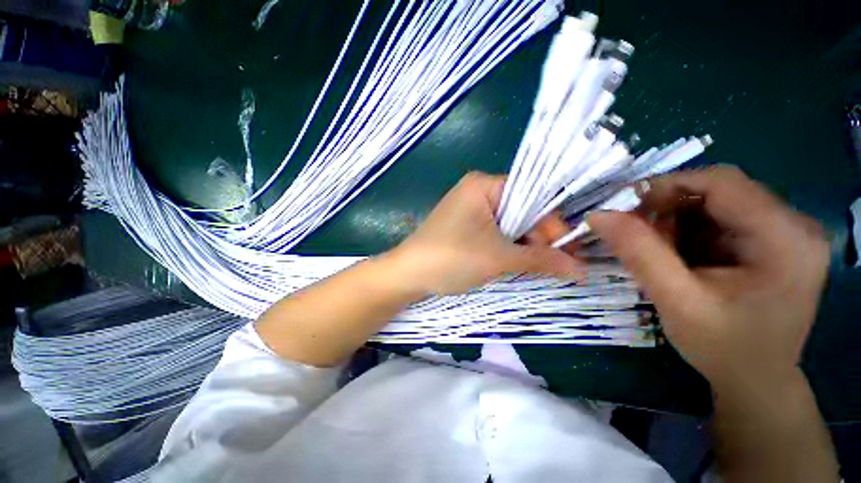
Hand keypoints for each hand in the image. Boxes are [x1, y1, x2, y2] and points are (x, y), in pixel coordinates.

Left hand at [387, 172, 580, 295]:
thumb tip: (582, 270)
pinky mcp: (465, 226)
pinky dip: (507, 248)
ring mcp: (470, 210)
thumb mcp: (498, 258)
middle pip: (521, 211)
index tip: (567, 251)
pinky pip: (495, 233)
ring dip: (524, 246)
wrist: (407, 275)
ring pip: (509, 225)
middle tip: (555, 265)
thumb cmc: (451, 258)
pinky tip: (516, 263)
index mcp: (484, 185)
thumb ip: (540, 260)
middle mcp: (478, 191)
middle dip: (538, 238)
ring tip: (537, 268)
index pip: (532, 196)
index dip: (551, 224)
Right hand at [588, 166, 830, 388]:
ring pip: (715, 204)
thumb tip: (597, 215)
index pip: (721, 182)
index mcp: (786, 238)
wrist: (755, 381)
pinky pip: (719, 219)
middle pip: (719, 191)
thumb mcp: (676, 300)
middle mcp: (795, 225)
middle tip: (633, 232)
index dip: (666, 186)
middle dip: (668, 207)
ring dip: (676, 221)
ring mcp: (786, 232)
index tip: (622, 207)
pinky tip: (677, 255)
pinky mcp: (772, 241)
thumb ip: (638, 252)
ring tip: (654, 250)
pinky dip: (688, 231)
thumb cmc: (723, 348)